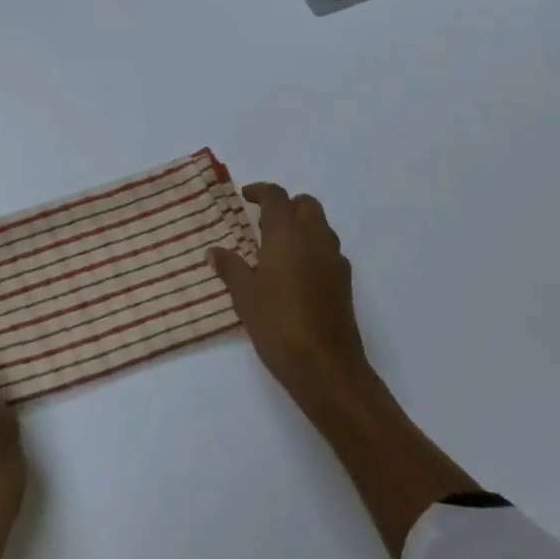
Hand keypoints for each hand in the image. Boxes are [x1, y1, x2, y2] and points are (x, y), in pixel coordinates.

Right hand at [210, 184, 373, 405]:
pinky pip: (328, 251)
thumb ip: (230, 267)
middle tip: (263, 222)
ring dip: (302, 226)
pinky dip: (313, 249)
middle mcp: (316, 240)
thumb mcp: (244, 295)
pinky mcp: (344, 283)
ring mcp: (335, 261)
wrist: (325, 366)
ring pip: (321, 227)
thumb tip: (214, 251)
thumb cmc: (278, 324)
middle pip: (306, 205)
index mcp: (288, 235)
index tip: (245, 197)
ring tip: (277, 248)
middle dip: (286, 206)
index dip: (260, 191)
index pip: (277, 197)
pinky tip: (296, 274)